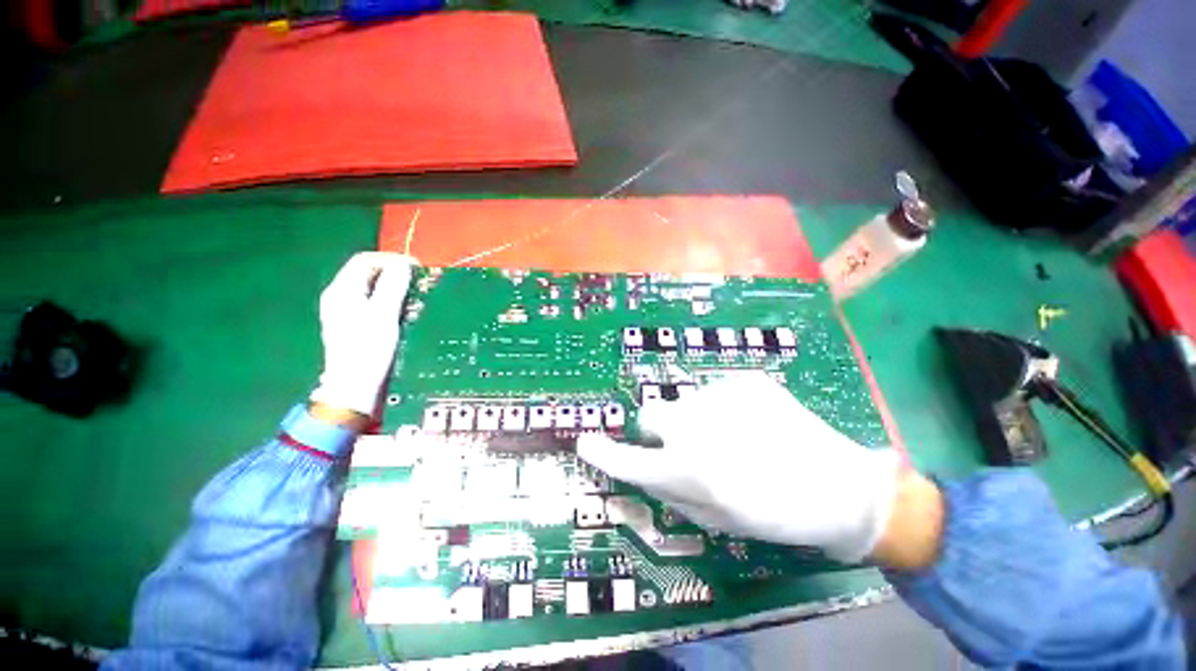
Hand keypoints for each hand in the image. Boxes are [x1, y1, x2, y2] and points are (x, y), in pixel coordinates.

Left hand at [309, 252, 414, 417]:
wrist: (355, 388)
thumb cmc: (368, 349)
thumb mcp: (383, 315)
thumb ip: (392, 286)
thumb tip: (404, 264)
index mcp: (342, 291)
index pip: (366, 261)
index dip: (392, 260)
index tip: (418, 269)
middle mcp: (343, 298)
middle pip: (371, 275)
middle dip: (398, 276)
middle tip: (422, 284)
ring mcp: (350, 313)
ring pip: (377, 291)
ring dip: (400, 292)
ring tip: (420, 301)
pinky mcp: (360, 327)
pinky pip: (379, 306)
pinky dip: (396, 306)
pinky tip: (410, 315)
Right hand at [577, 372, 906, 562]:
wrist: (842, 487)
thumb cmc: (778, 515)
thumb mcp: (718, 519)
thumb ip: (673, 490)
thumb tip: (648, 465)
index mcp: (690, 470)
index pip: (629, 459)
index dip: (603, 452)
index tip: (585, 441)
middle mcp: (697, 426)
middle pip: (651, 414)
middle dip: (660, 430)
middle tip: (688, 445)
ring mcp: (721, 396)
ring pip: (685, 403)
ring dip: (696, 419)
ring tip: (734, 438)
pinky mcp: (745, 380)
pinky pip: (716, 393)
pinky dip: (724, 408)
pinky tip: (755, 423)